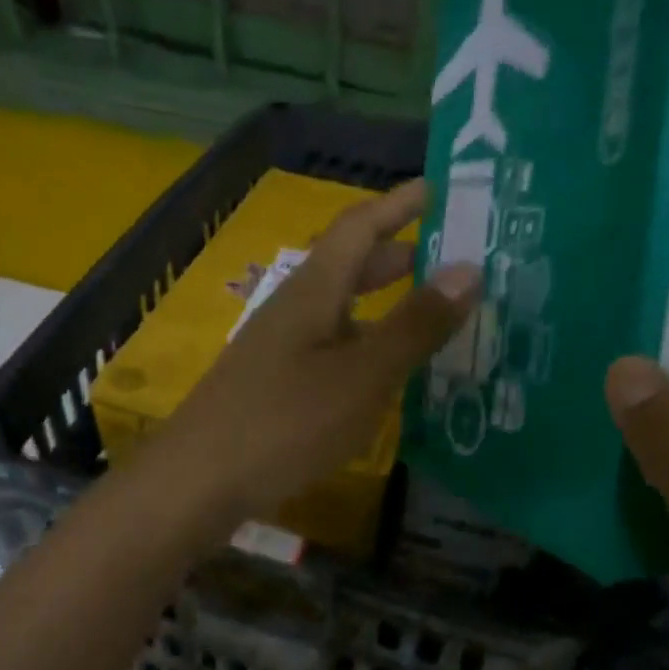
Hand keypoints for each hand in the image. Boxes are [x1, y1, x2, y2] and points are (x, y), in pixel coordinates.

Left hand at [153, 178, 481, 532]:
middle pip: (349, 265)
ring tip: (433, 316)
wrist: (199, 482)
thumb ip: (415, 325)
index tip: (443, 187)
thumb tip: (470, 268)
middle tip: (453, 258)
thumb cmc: (286, 422)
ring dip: (384, 304)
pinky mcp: (274, 385)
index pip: (360, 225)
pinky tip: (385, 374)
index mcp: (313, 290)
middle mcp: (294, 308)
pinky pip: (331, 348)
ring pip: (340, 310)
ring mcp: (279, 348)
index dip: (400, 203)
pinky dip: (365, 346)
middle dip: (399, 255)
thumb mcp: (363, 375)